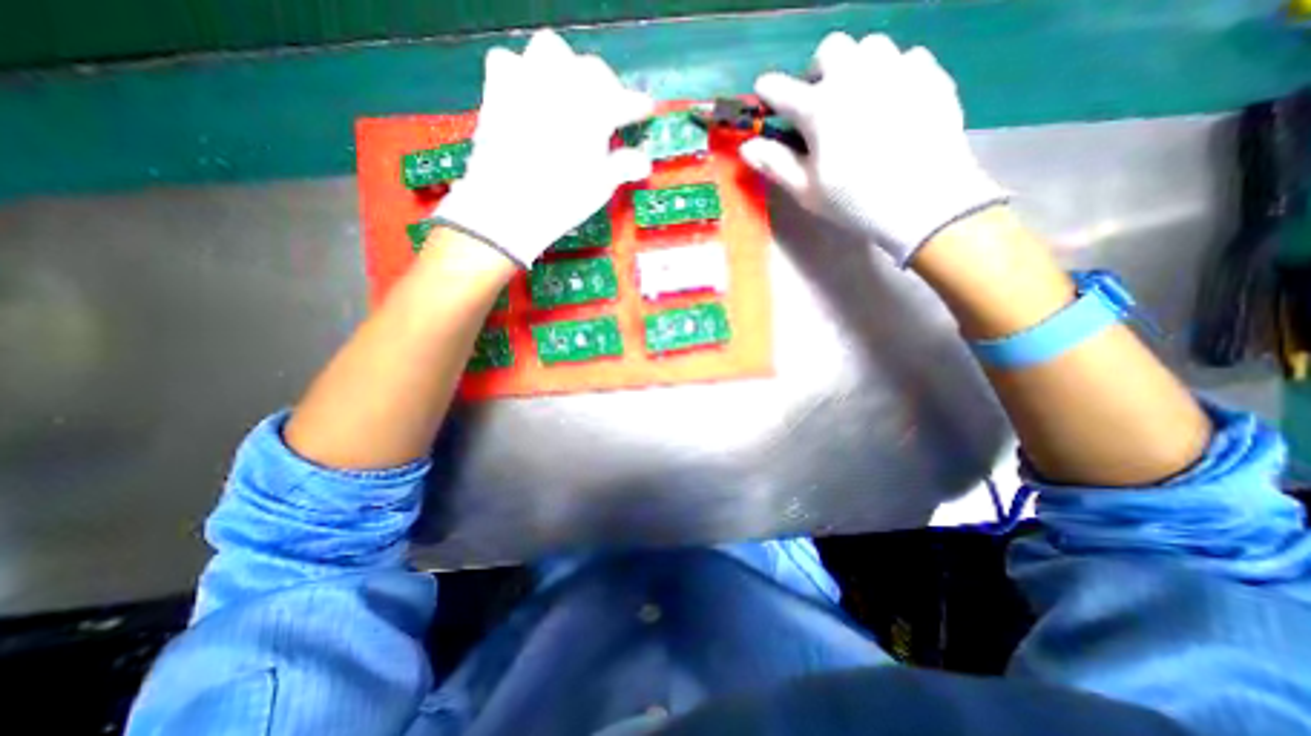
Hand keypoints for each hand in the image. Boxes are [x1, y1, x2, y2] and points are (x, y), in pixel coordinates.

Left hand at [435, 31, 653, 267]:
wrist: (507, 205)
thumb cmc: (562, 199)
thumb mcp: (600, 187)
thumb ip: (622, 166)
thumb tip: (643, 163)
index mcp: (594, 111)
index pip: (624, 100)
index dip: (636, 105)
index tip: (643, 109)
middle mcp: (563, 85)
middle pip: (591, 69)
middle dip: (604, 86)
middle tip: (606, 109)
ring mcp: (528, 81)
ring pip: (551, 51)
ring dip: (565, 69)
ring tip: (568, 95)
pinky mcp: (498, 89)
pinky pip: (510, 62)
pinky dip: (523, 73)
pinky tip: (528, 94)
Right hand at [741, 32, 1005, 267]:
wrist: (925, 201)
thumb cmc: (855, 201)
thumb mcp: (807, 191)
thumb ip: (775, 164)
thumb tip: (747, 146)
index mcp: (819, 108)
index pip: (782, 89)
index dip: (769, 89)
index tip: (765, 92)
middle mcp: (855, 77)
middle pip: (831, 48)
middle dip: (819, 70)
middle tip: (821, 100)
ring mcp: (896, 70)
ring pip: (871, 46)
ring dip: (857, 67)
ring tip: (860, 98)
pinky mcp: (930, 76)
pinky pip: (907, 59)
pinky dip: (893, 76)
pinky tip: (894, 103)